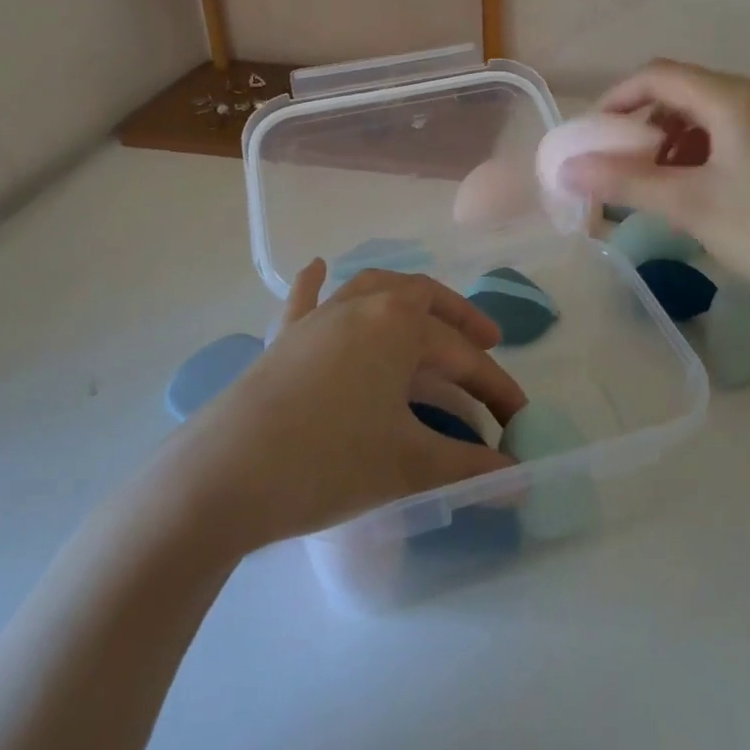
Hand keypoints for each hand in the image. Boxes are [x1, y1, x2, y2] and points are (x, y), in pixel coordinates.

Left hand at [150, 262, 526, 555]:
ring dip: (406, 297)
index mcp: (399, 325)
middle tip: (486, 343)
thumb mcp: (408, 465)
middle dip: (459, 319)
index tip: (519, 418)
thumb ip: (469, 467)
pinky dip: (316, 283)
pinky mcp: (284, 336)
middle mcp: (363, 304)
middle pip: (424, 300)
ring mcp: (319, 316)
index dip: (496, 387)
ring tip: (426, 314)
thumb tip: (521, 482)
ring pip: (372, 286)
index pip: (463, 355)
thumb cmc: (328, 463)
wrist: (227, 473)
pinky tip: (319, 267)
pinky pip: (305, 298)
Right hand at [557, 60, 749, 319]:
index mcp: (734, 98)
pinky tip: (702, 191)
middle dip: (644, 123)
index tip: (591, 135)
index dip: (617, 98)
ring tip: (658, 183)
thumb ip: (625, 181)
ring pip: (711, 114)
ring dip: (674, 140)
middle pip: (685, 91)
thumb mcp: (692, 206)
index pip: (658, 75)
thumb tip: (566, 168)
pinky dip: (706, 152)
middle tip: (620, 163)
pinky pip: (738, 133)